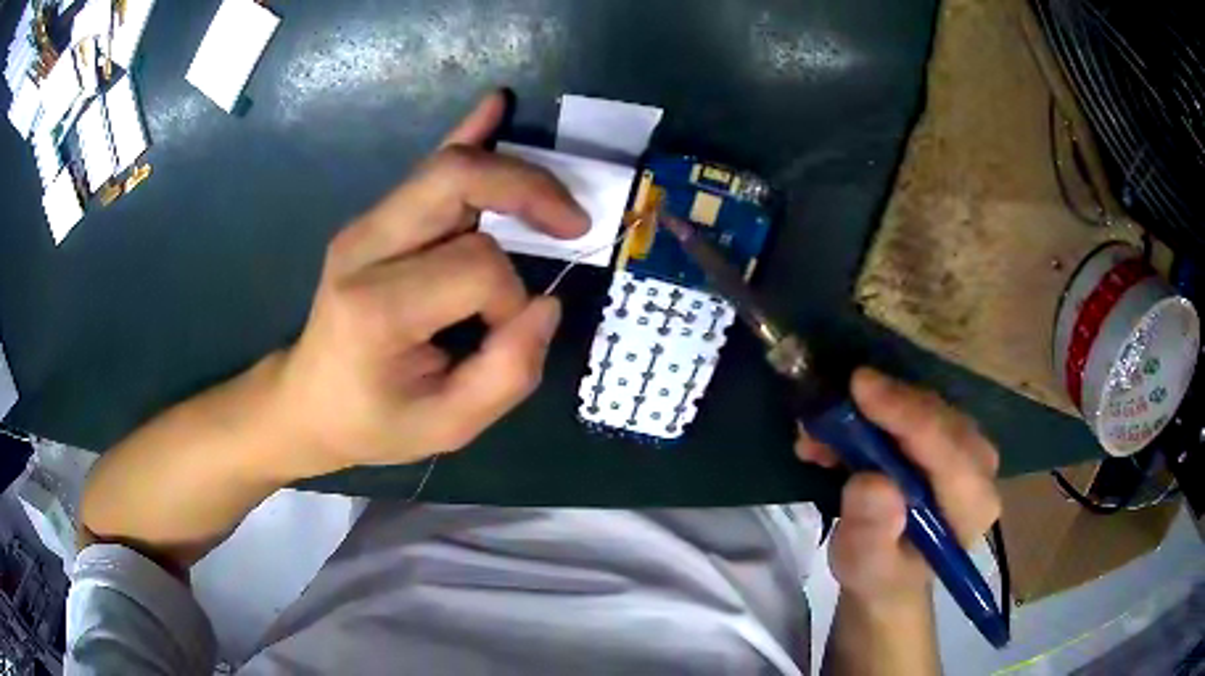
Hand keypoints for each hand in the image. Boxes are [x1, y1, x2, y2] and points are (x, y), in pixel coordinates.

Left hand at [272, 91, 589, 474]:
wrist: (307, 401)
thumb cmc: (373, 421)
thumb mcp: (447, 427)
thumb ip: (507, 374)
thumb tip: (547, 305)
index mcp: (377, 307)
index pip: (476, 266)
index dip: (512, 298)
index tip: (508, 331)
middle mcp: (364, 249)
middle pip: (457, 181)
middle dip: (527, 192)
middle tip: (572, 223)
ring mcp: (364, 226)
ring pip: (447, 168)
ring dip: (512, 174)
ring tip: (555, 203)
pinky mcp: (372, 221)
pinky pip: (425, 167)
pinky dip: (467, 134)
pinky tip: (495, 105)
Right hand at [796, 368, 1001, 606]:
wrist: (889, 572)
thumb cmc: (880, 576)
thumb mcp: (866, 568)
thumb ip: (871, 534)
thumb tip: (872, 483)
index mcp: (972, 507)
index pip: (949, 450)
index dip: (907, 415)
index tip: (860, 387)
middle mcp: (980, 469)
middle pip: (939, 418)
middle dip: (883, 407)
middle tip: (828, 408)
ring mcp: (966, 448)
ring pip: (924, 406)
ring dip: (872, 410)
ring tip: (820, 433)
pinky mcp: (948, 437)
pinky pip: (914, 408)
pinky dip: (874, 412)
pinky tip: (835, 434)